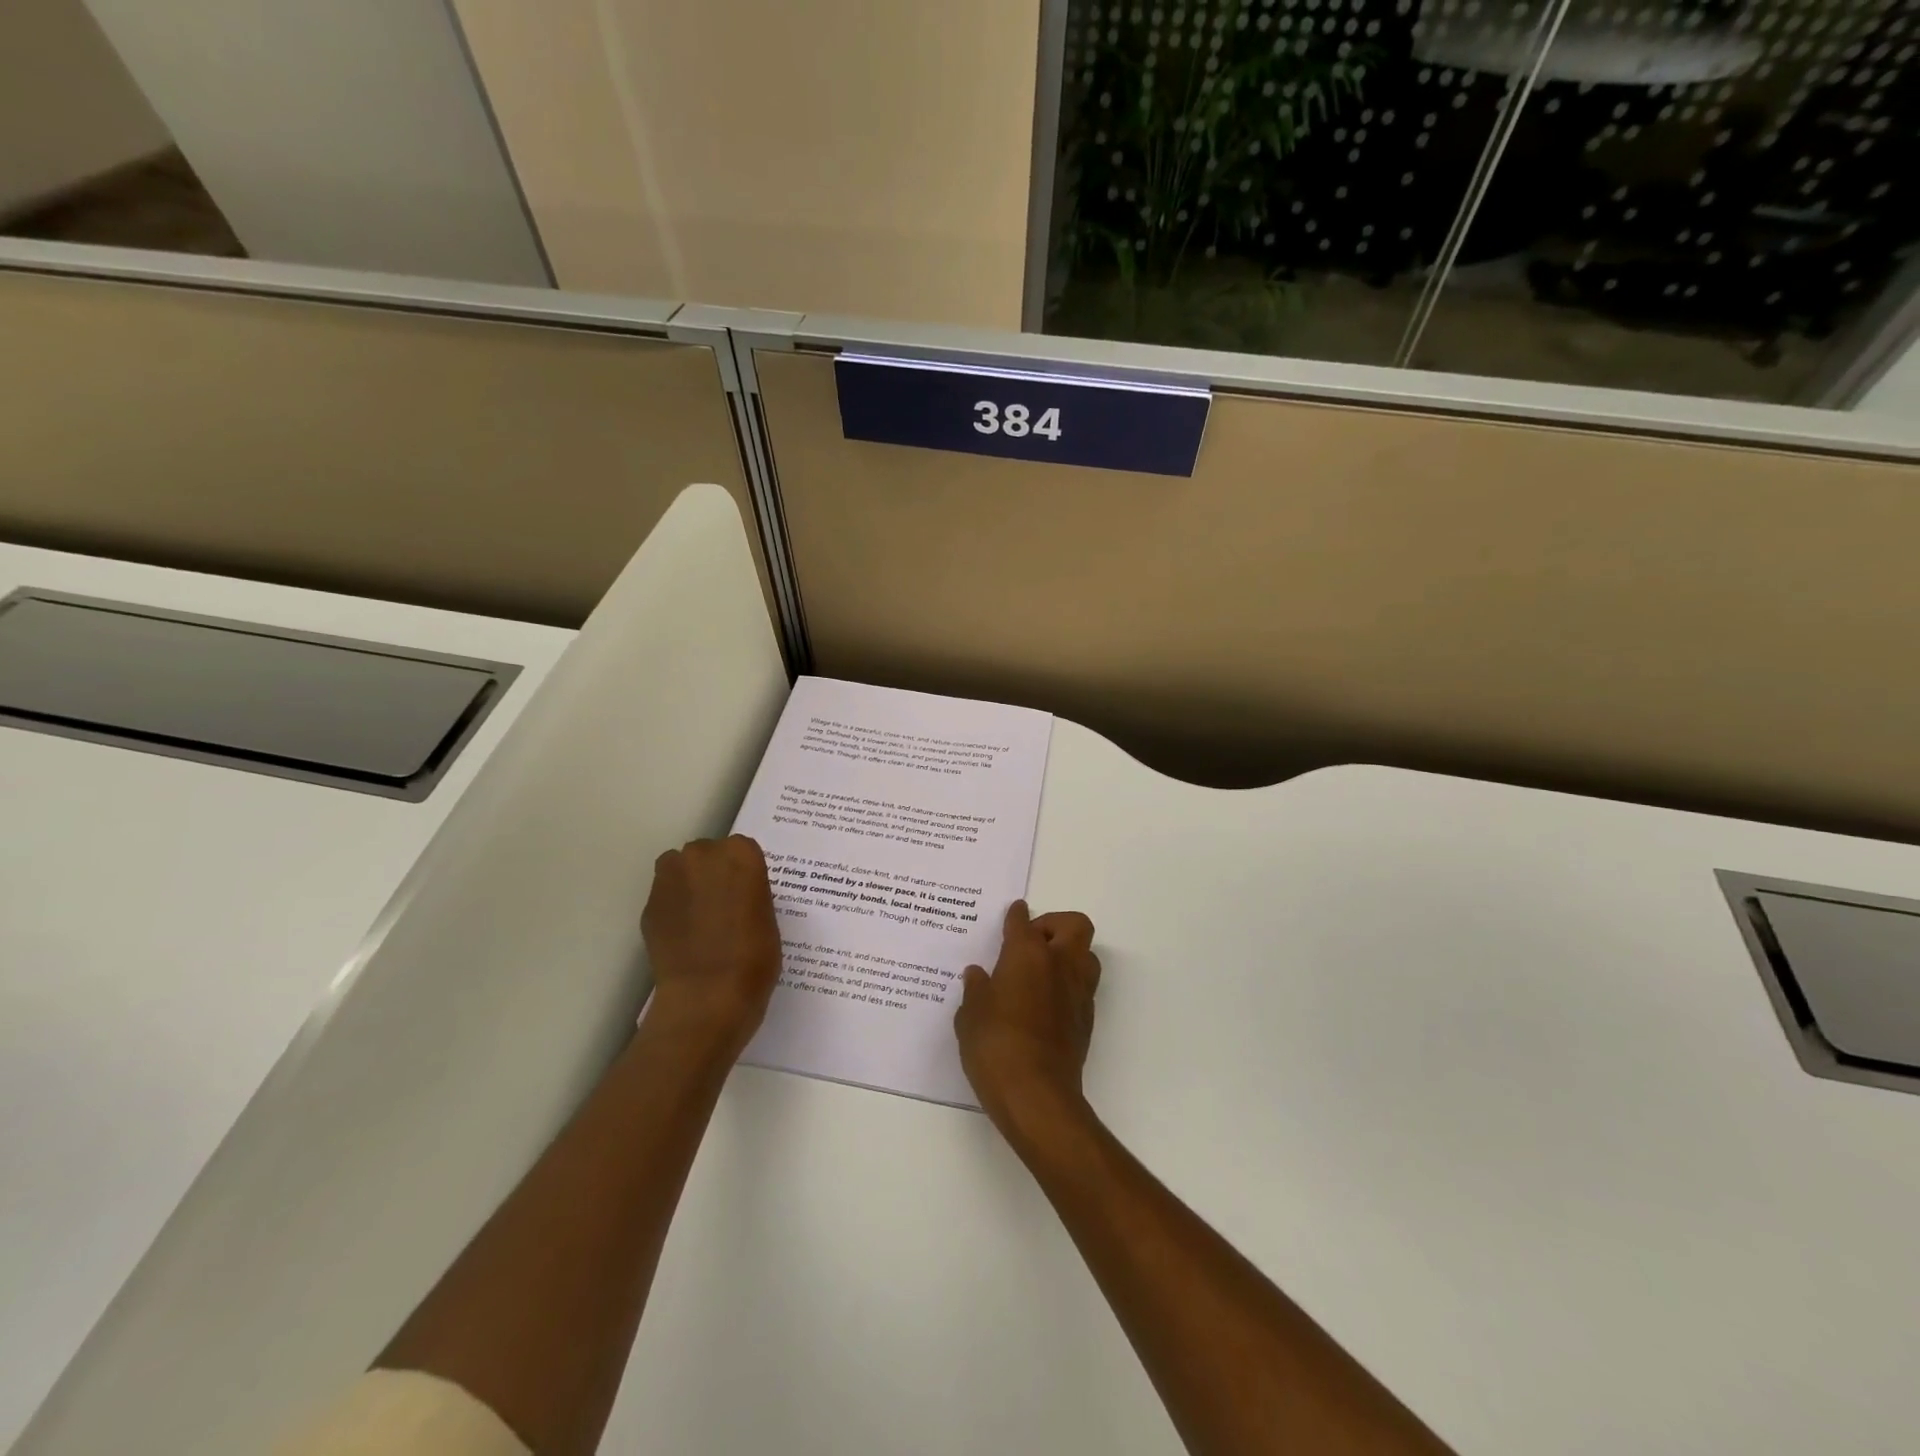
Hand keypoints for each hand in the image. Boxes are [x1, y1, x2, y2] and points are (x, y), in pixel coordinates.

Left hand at [641, 835, 783, 1056]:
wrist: (707, 996)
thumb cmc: (754, 957)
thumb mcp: (768, 917)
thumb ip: (750, 893)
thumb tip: (736, 895)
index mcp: (741, 854)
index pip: (742, 850)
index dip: (744, 873)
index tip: (748, 894)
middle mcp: (702, 855)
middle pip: (707, 854)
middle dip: (713, 873)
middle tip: (725, 906)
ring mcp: (670, 878)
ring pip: (679, 869)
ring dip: (689, 885)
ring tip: (701, 919)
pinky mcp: (649, 905)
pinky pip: (665, 897)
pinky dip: (673, 909)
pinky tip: (685, 936)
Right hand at [955, 900, 1101, 1139]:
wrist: (1037, 1096)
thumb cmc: (995, 1046)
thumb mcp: (970, 1015)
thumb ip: (975, 990)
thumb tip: (978, 975)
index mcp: (1027, 954)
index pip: (1022, 922)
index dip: (1015, 915)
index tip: (1013, 912)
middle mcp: (1059, 964)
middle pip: (1074, 925)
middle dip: (1054, 924)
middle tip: (1031, 940)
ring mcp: (1078, 992)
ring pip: (1086, 955)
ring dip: (1068, 954)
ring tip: (1041, 970)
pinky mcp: (1086, 1020)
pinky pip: (1083, 987)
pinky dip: (1068, 985)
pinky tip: (1044, 1003)